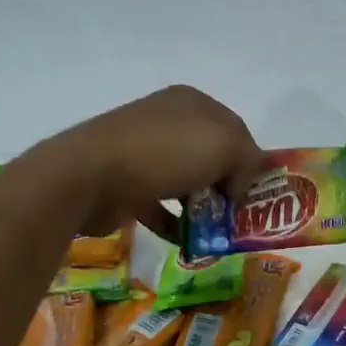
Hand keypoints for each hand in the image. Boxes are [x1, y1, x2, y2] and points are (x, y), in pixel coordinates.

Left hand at [45, 85, 262, 238]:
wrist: (90, 176)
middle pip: (211, 156)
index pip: (235, 130)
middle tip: (238, 214)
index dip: (250, 160)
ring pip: (187, 181)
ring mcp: (144, 153)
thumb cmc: (165, 152)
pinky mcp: (126, 185)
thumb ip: (248, 160)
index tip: (255, 191)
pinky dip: (175, 224)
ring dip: (203, 207)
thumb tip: (238, 186)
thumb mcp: (225, 145)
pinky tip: (189, 242)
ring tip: (216, 232)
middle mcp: (168, 122)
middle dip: (227, 186)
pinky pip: (160, 206)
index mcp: (192, 103)